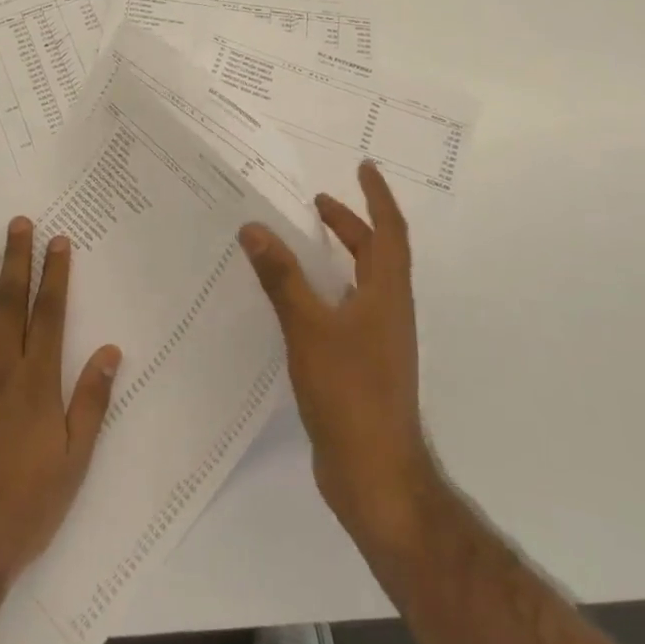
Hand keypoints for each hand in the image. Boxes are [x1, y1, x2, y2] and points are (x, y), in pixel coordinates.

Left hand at [0, 218, 121, 592]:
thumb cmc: (26, 505)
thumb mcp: (75, 460)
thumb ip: (91, 401)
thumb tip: (111, 351)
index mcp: (38, 382)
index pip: (50, 313)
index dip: (55, 274)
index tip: (58, 242)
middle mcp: (1, 369)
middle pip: (11, 302)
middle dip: (17, 259)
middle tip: (18, 223)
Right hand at [239, 162, 438, 553]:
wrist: (375, 476)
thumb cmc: (350, 392)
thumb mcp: (309, 327)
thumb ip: (282, 277)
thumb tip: (254, 227)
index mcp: (387, 295)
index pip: (390, 232)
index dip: (377, 197)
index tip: (363, 167)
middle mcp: (388, 312)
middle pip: (375, 255)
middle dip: (350, 224)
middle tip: (317, 202)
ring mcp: (378, 342)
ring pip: (360, 284)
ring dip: (338, 256)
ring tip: (302, 241)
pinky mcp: (362, 367)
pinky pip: (345, 311)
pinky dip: (325, 291)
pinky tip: (295, 301)